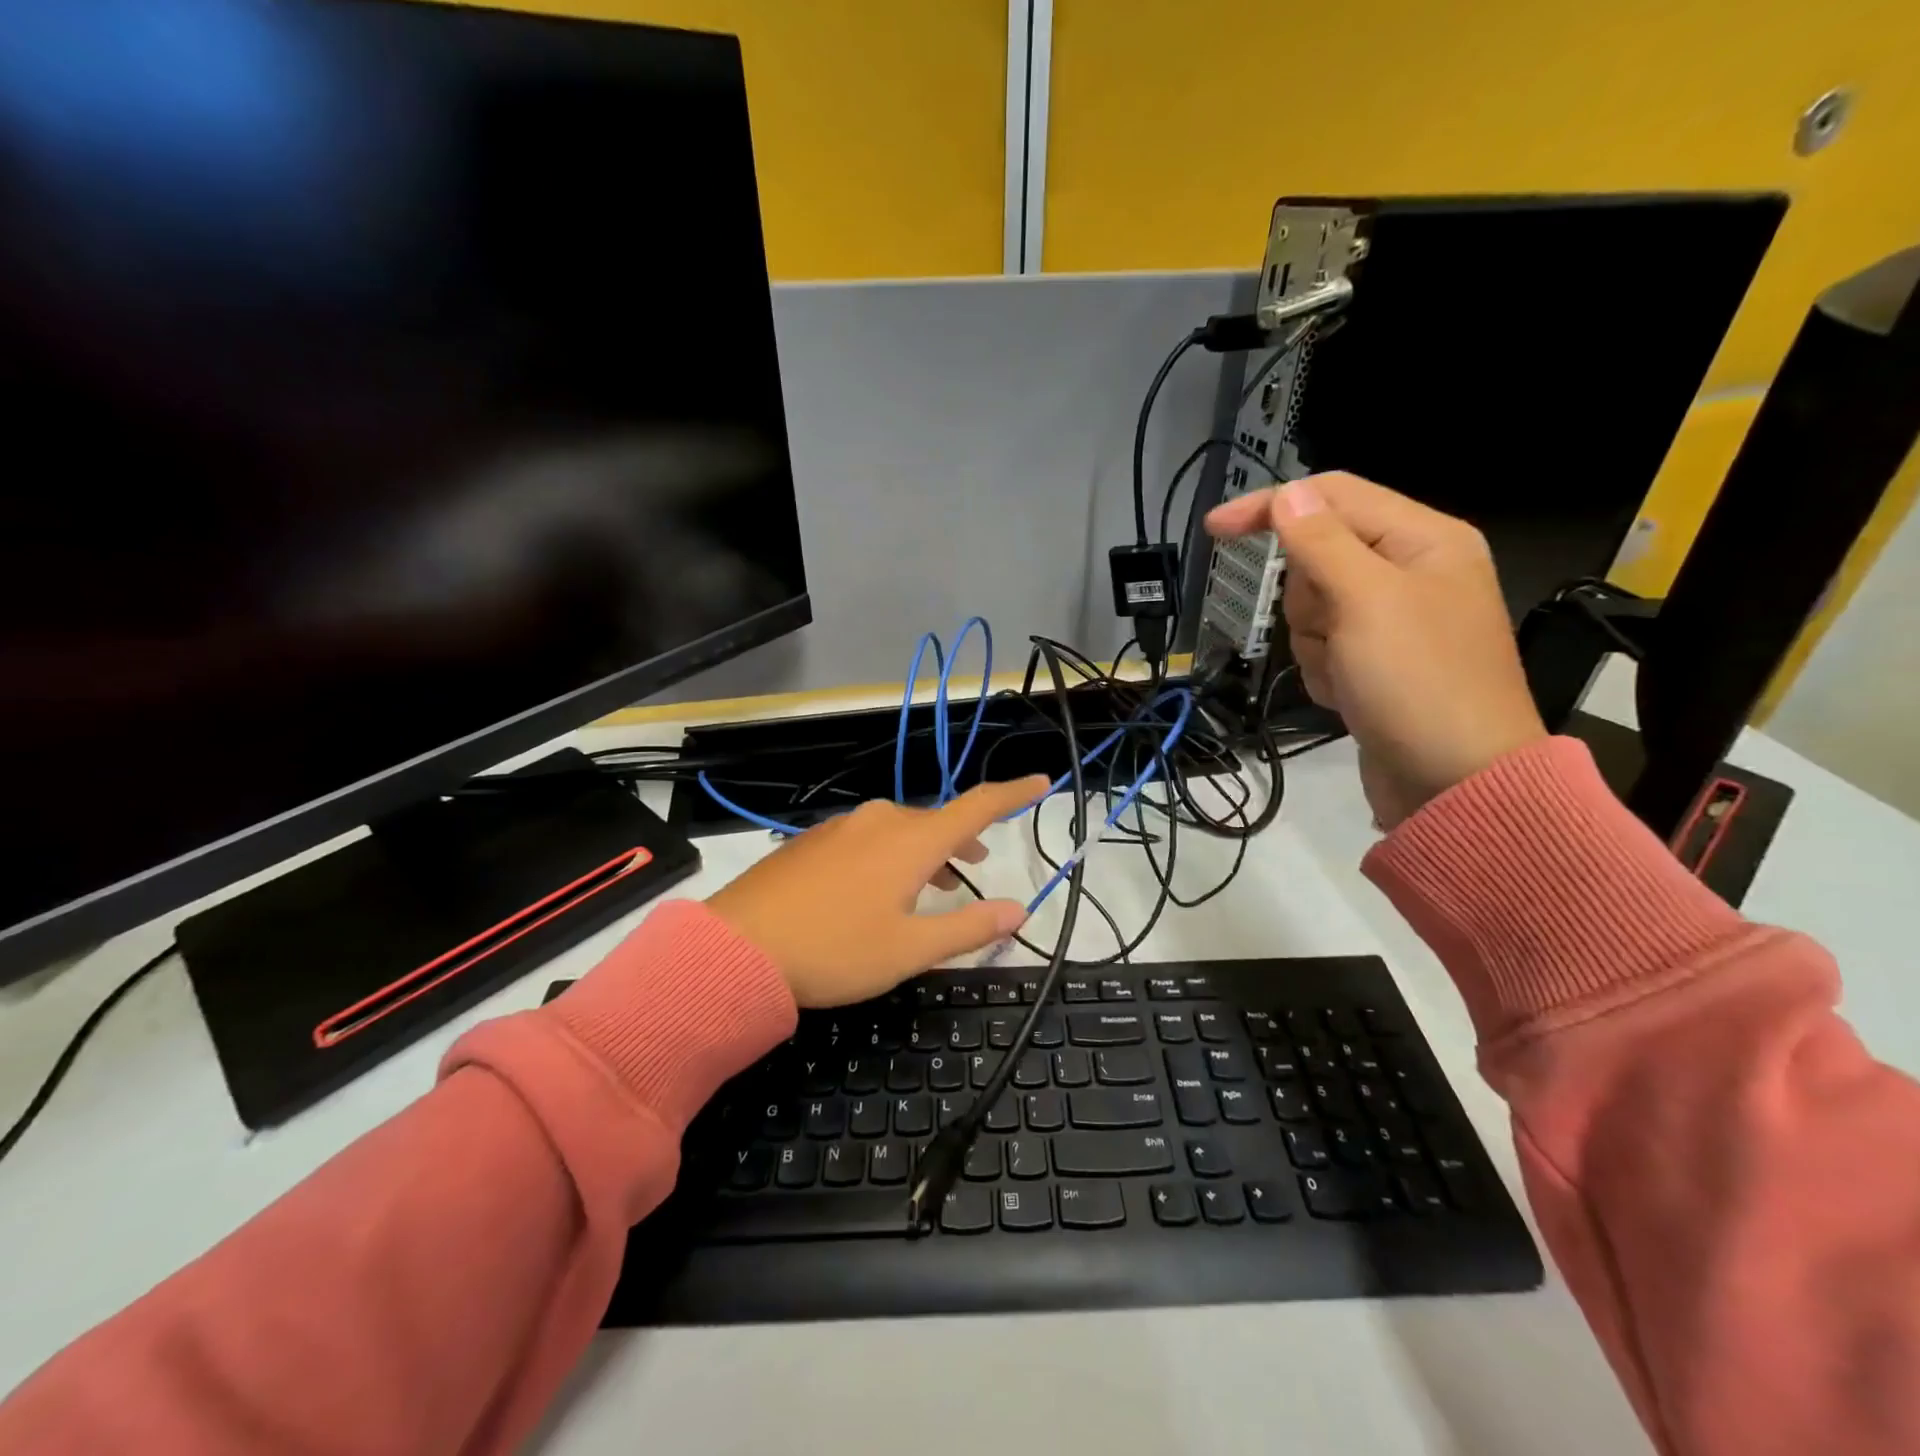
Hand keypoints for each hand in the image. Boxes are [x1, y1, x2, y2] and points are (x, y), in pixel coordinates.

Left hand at [706, 776, 1048, 1006]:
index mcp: (912, 840)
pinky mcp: (813, 841)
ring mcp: (842, 827)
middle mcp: (880, 821)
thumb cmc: (835, 949)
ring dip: (926, 851)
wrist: (737, 946)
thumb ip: (968, 928)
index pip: (976, 807)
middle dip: (962, 840)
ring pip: (900, 829)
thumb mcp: (910, 949)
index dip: (1013, 794)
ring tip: (932, 884)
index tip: (1040, 781)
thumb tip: (1018, 910)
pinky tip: (876, 888)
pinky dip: (890, 854)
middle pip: (936, 820)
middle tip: (977, 865)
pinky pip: (868, 837)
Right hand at [1206, 472, 1545, 828]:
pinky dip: (1324, 669)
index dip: (1272, 507)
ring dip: (1314, 640)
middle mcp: (1411, 571)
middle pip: (1319, 556)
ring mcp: (1393, 621)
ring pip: (1313, 606)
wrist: (1456, 783)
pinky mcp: (1377, 662)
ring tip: (1348, 672)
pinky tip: (1350, 694)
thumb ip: (1322, 542)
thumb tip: (1288, 494)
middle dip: (1308, 597)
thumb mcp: (1366, 602)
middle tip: (1335, 630)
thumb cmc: (1417, 683)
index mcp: (1423, 539)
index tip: (1214, 530)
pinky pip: (1323, 646)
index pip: (1332, 497)